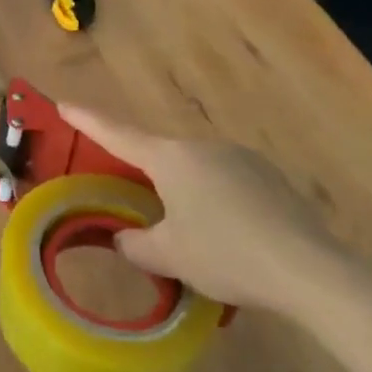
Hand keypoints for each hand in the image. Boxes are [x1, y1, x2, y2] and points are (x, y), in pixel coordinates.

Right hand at [59, 104, 346, 314]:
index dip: (88, 120)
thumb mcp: (169, 256)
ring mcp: (240, 157)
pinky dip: (215, 201)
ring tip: (191, 235)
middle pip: (160, 156)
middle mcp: (203, 147)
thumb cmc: (225, 255)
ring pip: (195, 170)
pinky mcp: (268, 176)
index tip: (63, 103)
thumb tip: (124, 238)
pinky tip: (228, 236)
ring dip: (183, 192)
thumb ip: (136, 244)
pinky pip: (226, 181)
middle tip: (135, 201)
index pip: (118, 134)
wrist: (308, 268)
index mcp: (171, 159)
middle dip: (144, 175)